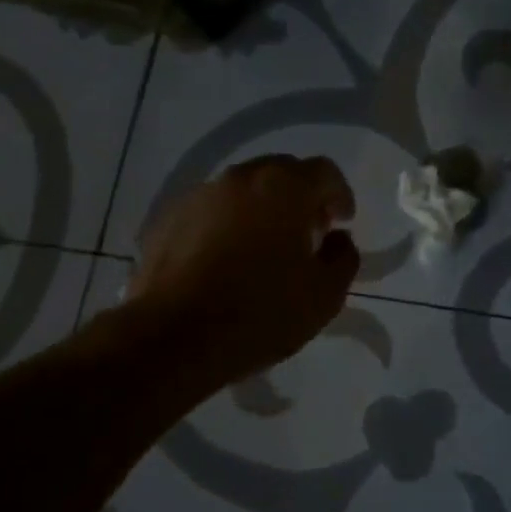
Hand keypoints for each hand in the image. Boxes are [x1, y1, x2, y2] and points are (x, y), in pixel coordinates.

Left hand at [124, 155, 359, 387]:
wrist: (173, 339)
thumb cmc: (261, 312)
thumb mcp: (325, 294)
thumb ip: (343, 256)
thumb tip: (337, 239)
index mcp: (284, 187)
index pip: (324, 171)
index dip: (339, 195)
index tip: (342, 222)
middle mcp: (240, 179)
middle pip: (281, 172)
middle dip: (300, 196)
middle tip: (308, 232)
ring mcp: (199, 197)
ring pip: (242, 191)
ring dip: (262, 209)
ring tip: (265, 248)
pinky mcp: (167, 221)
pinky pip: (211, 212)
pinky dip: (227, 225)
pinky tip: (227, 261)